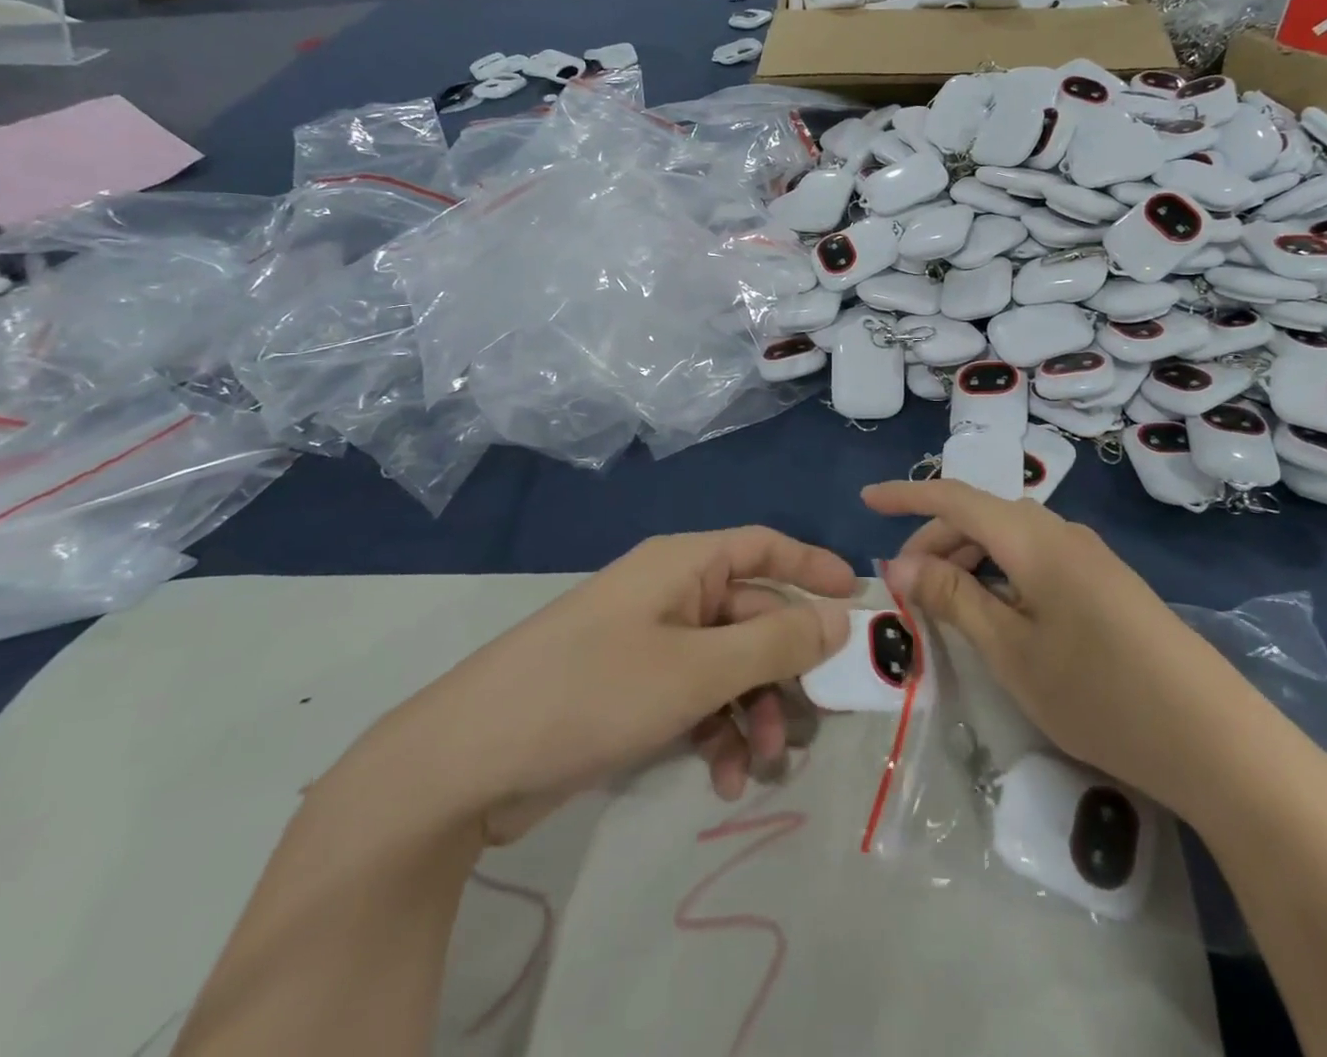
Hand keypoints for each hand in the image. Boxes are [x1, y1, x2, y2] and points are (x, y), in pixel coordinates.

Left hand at [350, 528, 855, 843]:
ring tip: (760, 766)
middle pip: (754, 616)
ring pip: (729, 666)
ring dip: (753, 713)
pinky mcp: (633, 690)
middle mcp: (672, 594)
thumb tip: (839, 617)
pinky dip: (716, 732)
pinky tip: (723, 779)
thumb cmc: (594, 690)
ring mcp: (650, 644)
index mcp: (685, 564)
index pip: (765, 546)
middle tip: (817, 719)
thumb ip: (776, 641)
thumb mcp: (697, 668)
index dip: (814, 567)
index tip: (858, 602)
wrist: (467, 762)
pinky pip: (696, 699)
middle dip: (785, 670)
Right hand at [863, 480, 1315, 831]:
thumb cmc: (1097, 691)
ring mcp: (1087, 556)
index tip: (866, 499)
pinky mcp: (1104, 583)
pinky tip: (995, 614)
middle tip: (904, 588)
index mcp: (1031, 535)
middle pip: (981, 517)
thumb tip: (900, 563)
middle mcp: (1059, 531)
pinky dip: (999, 575)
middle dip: (934, 541)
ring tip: (943, 605)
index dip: (906, 495)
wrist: (1214, 737)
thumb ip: (954, 596)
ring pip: (1008, 539)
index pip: (954, 496)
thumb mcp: (1010, 648)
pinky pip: (1034, 560)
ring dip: (967, 560)